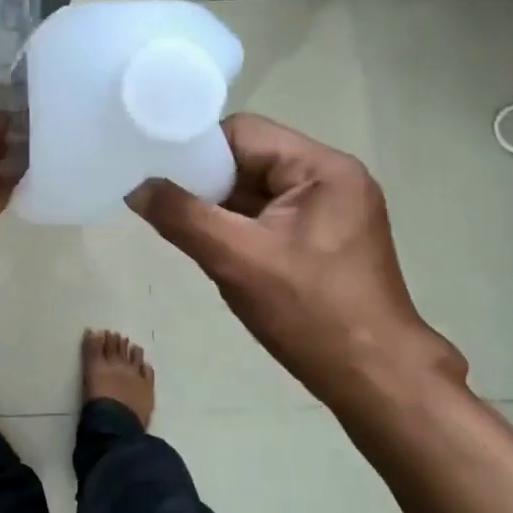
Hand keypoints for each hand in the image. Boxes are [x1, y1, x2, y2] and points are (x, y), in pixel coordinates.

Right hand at [128, 114, 463, 405]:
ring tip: (183, 226)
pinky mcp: (325, 237)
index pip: (243, 134)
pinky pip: (269, 215)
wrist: (375, 379)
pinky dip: (239, 226)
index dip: (197, 150)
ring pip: (256, 190)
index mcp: (322, 168)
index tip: (159, 172)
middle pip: (250, 159)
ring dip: (220, 207)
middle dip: (207, 182)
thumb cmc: (310, 313)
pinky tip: (213, 246)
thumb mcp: (236, 260)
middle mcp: (331, 177)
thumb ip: (181, 216)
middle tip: (166, 204)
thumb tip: (136, 187)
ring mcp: (331, 209)